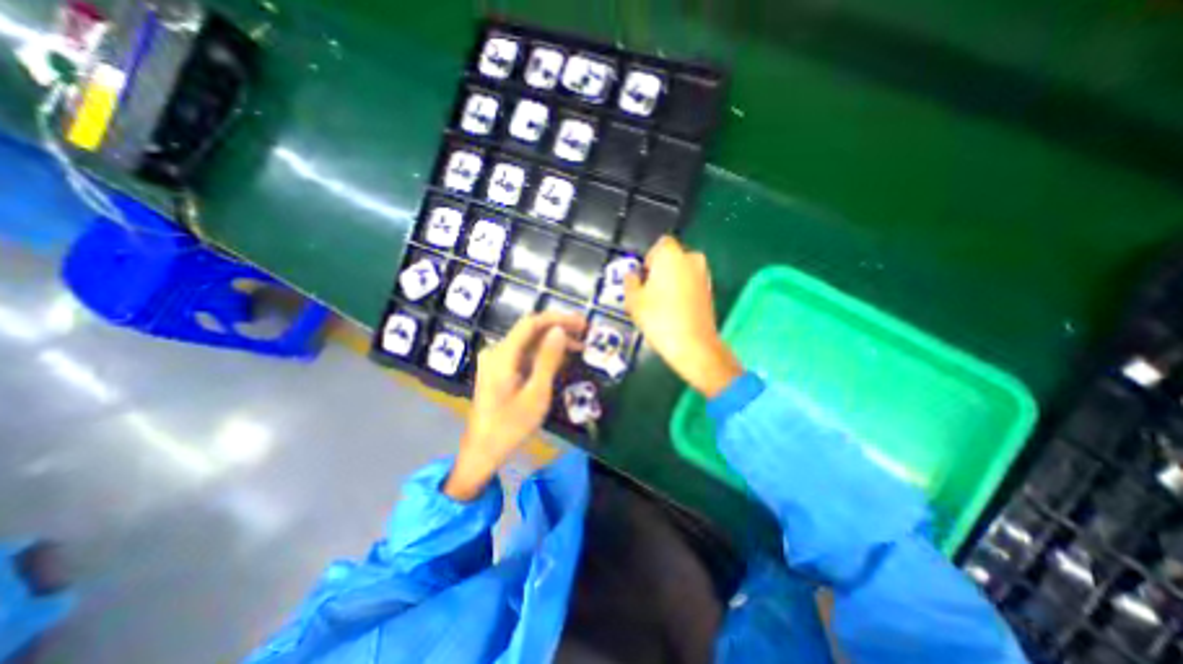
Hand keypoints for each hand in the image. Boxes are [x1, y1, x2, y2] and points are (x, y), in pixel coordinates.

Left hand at [444, 313, 585, 501]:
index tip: (581, 323)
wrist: (482, 451)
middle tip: (585, 333)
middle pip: (530, 331)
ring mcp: (497, 361)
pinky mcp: (499, 370)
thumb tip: (560, 331)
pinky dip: (543, 354)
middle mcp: (497, 352)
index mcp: (503, 355)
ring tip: (579, 346)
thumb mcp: (536, 393)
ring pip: (528, 342)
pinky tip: (560, 359)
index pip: (531, 323)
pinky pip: (524, 354)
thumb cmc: (511, 426)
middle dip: (558, 329)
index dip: (558, 318)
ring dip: (553, 342)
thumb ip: (548, 359)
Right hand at [627, 235, 736, 397]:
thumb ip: (630, 281)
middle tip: (649, 291)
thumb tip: (633, 275)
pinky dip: (683, 290)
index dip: (649, 260)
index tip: (643, 278)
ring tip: (661, 304)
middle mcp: (691, 258)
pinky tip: (675, 310)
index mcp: (671, 254)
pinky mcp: (710, 290)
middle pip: (671, 258)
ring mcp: (704, 274)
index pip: (659, 245)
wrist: (692, 344)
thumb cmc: (658, 318)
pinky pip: (691, 283)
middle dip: (660, 270)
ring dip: (672, 281)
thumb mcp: (633, 300)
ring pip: (682, 271)